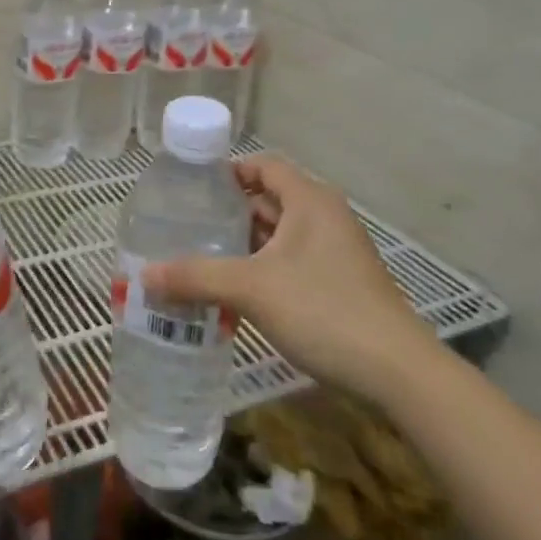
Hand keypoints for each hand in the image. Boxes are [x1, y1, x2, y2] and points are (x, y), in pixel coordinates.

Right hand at [144, 153, 439, 401]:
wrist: (397, 373)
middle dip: (229, 213)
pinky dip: (263, 270)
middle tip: (186, 227)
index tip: (191, 189)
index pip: (263, 166)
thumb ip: (196, 277)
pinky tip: (236, 294)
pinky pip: (292, 263)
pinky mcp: (340, 284)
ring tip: (202, 259)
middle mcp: (325, 217)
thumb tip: (143, 277)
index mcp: (309, 200)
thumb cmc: (324, 310)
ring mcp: (336, 252)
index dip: (227, 171)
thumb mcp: (251, 288)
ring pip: (280, 236)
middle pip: (269, 200)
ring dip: (244, 246)